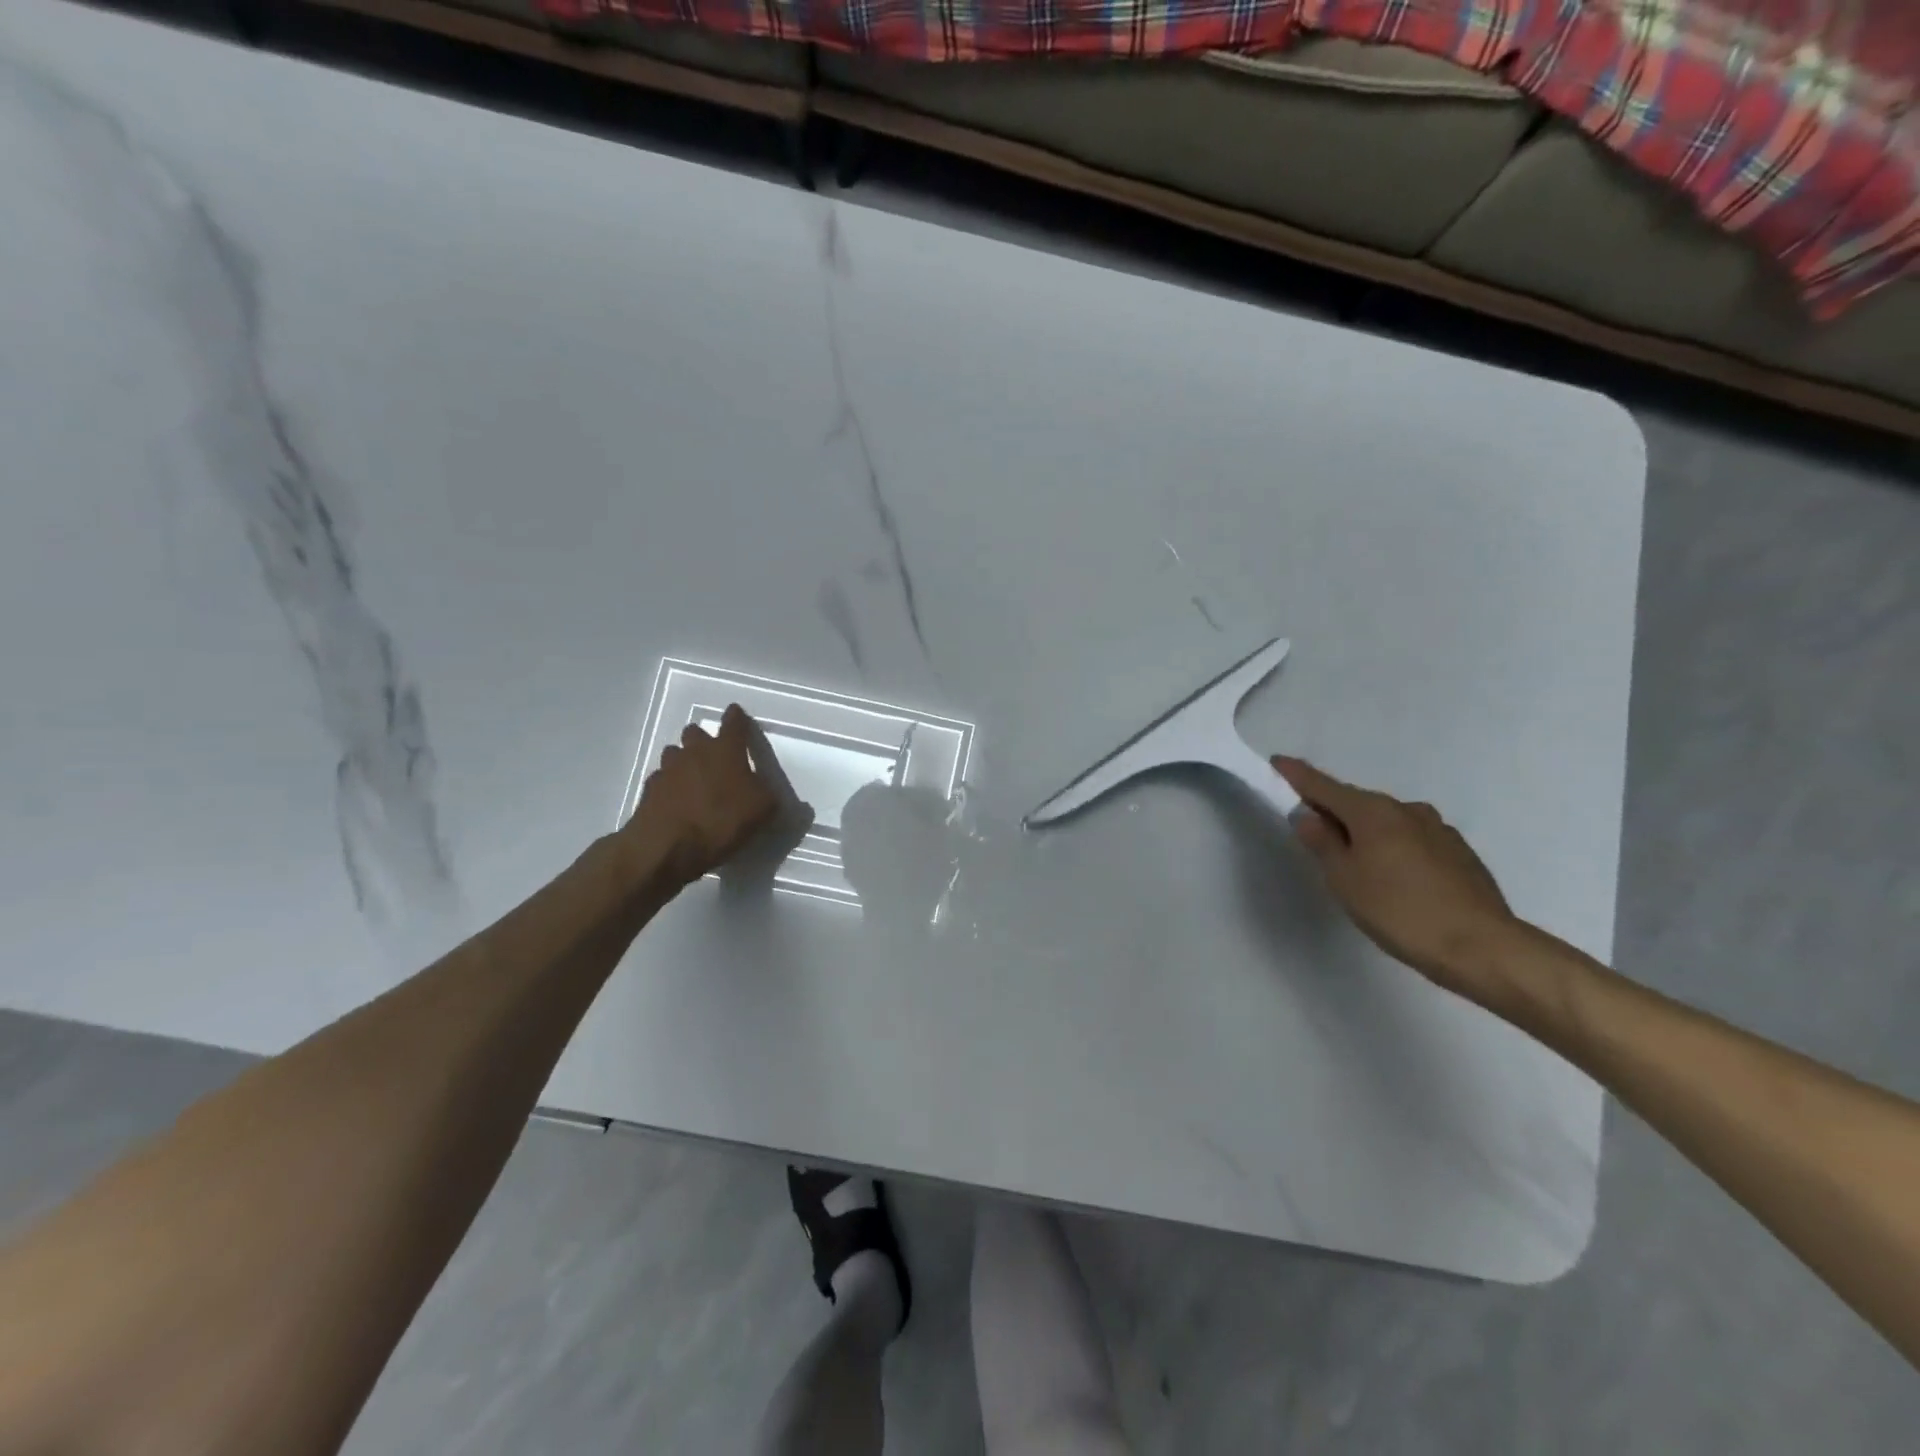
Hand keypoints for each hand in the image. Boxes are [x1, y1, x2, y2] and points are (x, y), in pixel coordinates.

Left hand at [626, 705, 781, 889]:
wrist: (668, 847)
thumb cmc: (722, 821)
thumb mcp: (762, 809)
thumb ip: (767, 793)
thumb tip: (765, 789)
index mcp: (726, 750)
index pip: (734, 723)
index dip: (737, 717)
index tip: (736, 712)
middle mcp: (694, 752)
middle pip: (695, 732)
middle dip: (704, 739)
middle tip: (714, 755)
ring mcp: (667, 769)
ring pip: (674, 753)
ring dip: (684, 760)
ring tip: (693, 778)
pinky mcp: (649, 790)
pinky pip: (661, 778)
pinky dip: (669, 785)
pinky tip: (676, 800)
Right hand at [1272, 756, 1518, 993]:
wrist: (1483, 947)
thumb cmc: (1399, 911)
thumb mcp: (1344, 878)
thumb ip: (1322, 842)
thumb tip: (1307, 815)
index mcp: (1373, 811)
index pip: (1323, 785)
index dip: (1297, 775)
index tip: (1277, 762)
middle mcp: (1406, 809)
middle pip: (1357, 803)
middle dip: (1333, 811)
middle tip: (1312, 832)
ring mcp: (1438, 829)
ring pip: (1387, 822)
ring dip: (1366, 832)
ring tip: (1357, 864)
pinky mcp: (1459, 852)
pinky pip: (1412, 840)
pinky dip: (1394, 848)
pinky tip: (1396, 879)